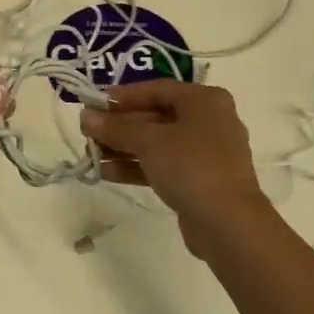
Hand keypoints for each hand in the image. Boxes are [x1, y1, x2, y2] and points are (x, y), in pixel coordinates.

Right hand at [81, 79, 271, 259]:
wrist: (228, 223)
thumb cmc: (191, 166)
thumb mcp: (149, 142)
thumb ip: (116, 128)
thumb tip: (85, 117)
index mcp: (204, 100)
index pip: (157, 89)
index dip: (123, 96)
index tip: (93, 104)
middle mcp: (208, 121)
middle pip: (155, 116)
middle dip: (120, 125)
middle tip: (88, 132)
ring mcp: (204, 153)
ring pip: (157, 143)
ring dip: (124, 148)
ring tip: (91, 154)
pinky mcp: (198, 180)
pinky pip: (163, 165)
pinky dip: (137, 166)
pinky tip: (106, 173)